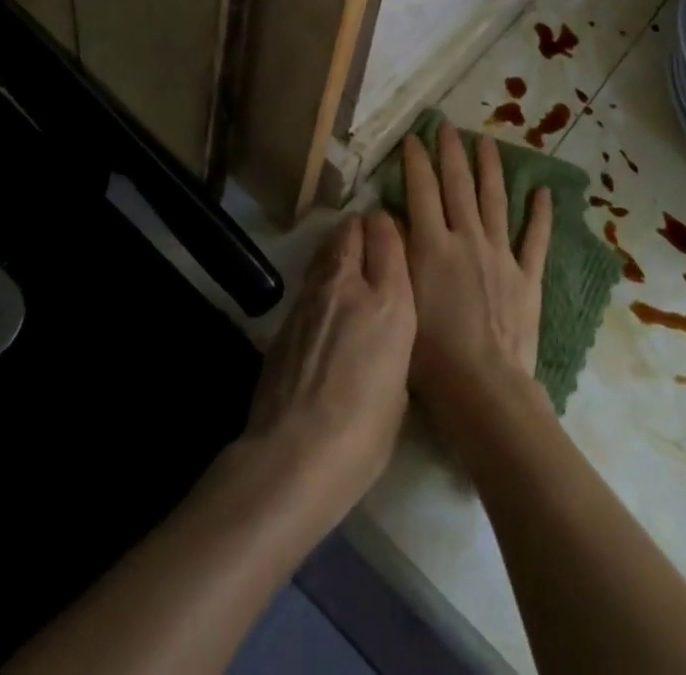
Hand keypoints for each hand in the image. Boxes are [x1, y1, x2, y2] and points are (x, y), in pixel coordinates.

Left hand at [241, 212, 414, 520]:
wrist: (292, 456)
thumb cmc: (363, 434)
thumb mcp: (399, 386)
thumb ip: (393, 343)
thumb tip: (380, 334)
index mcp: (390, 302)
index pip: (388, 234)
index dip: (390, 228)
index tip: (394, 236)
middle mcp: (350, 285)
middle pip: (352, 228)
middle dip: (362, 228)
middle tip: (370, 243)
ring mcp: (312, 296)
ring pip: (326, 247)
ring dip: (338, 248)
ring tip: (347, 266)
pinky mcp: (285, 315)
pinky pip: (309, 280)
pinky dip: (320, 280)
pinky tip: (324, 306)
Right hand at [402, 123, 552, 417]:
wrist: (482, 387)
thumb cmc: (430, 354)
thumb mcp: (400, 299)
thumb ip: (396, 253)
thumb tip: (389, 216)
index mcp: (433, 244)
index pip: (422, 190)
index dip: (416, 161)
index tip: (413, 137)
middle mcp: (467, 238)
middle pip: (458, 185)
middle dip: (451, 152)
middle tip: (447, 125)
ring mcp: (500, 254)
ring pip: (495, 200)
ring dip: (490, 168)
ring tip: (487, 141)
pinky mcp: (527, 276)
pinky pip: (536, 238)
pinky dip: (541, 214)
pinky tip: (543, 191)